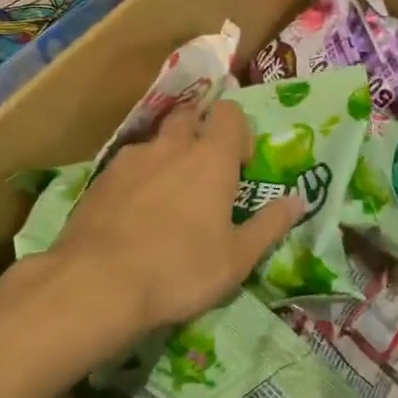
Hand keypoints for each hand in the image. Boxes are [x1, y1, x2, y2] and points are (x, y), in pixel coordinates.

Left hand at [49, 101, 302, 334]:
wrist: (98, 283)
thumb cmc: (181, 269)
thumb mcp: (238, 258)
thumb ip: (270, 225)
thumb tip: (299, 200)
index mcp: (211, 158)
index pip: (229, 113)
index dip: (237, 130)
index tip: (239, 164)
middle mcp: (171, 146)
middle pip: (188, 117)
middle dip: (199, 133)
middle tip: (203, 174)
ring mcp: (130, 159)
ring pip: (155, 143)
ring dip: (165, 158)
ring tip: (165, 199)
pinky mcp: (100, 179)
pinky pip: (126, 167)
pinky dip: (136, 180)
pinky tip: (132, 216)